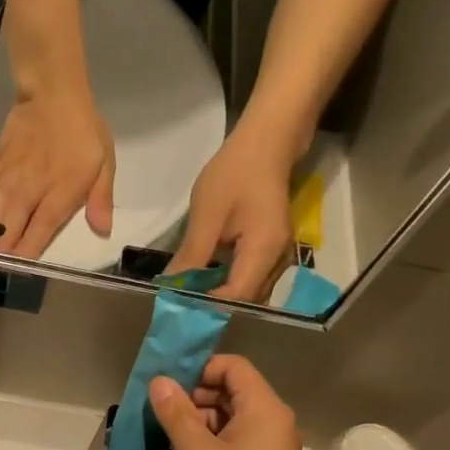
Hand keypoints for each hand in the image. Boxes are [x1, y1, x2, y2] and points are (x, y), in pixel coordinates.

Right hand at [0, 91, 115, 257]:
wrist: (52, 93)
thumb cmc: (83, 131)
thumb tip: (102, 230)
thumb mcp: (104, 163)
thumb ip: (101, 199)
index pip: (38, 233)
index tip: (18, 269)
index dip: (25, 254)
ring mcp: (9, 178)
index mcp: (60, 193)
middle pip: (7, 229)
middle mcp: (30, 190)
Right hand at [148, 356, 306, 449]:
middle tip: (165, 415)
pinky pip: (239, 442)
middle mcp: (276, 424)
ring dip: (202, 421)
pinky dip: (214, 443)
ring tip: (171, 439)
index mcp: (266, 410)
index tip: (169, 389)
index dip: (200, 369)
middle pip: (235, 391)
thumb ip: (176, 412)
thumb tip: (160, 381)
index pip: (234, 367)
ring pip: (234, 418)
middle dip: (197, 396)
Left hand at [169, 129, 295, 302]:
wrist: (268, 142)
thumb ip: (192, 255)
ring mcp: (278, 254)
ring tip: (188, 293)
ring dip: (220, 293)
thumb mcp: (207, 215)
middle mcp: (278, 261)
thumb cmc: (235, 173)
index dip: (208, 307)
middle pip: (246, 299)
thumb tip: (171, 286)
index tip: (178, 307)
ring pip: (249, 289)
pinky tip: (205, 274)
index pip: (236, 297)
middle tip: (180, 303)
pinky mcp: (272, 247)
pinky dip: (228, 279)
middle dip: (213, 305)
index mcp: (264, 252)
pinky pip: (250, 274)